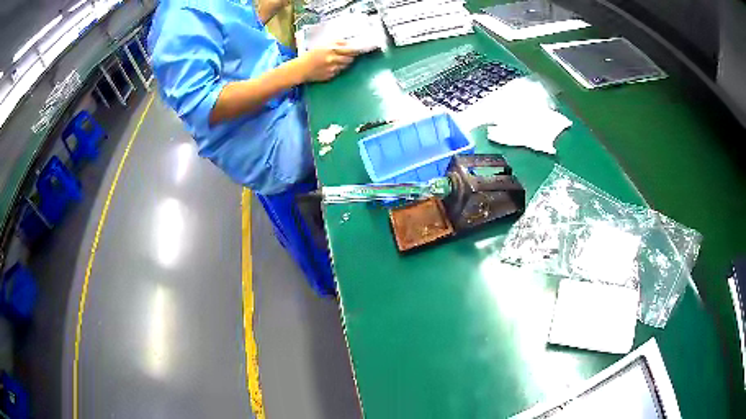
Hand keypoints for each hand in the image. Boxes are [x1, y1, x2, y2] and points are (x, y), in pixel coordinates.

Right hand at [298, 43, 358, 82]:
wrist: (300, 69)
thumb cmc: (309, 55)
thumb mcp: (321, 45)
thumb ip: (335, 43)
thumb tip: (347, 42)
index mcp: (330, 48)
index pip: (349, 48)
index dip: (355, 48)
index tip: (358, 48)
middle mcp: (333, 58)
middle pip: (350, 57)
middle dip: (352, 55)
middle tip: (351, 54)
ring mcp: (332, 67)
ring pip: (346, 64)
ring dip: (345, 62)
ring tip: (339, 60)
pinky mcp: (331, 75)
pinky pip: (339, 71)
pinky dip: (338, 68)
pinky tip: (332, 66)